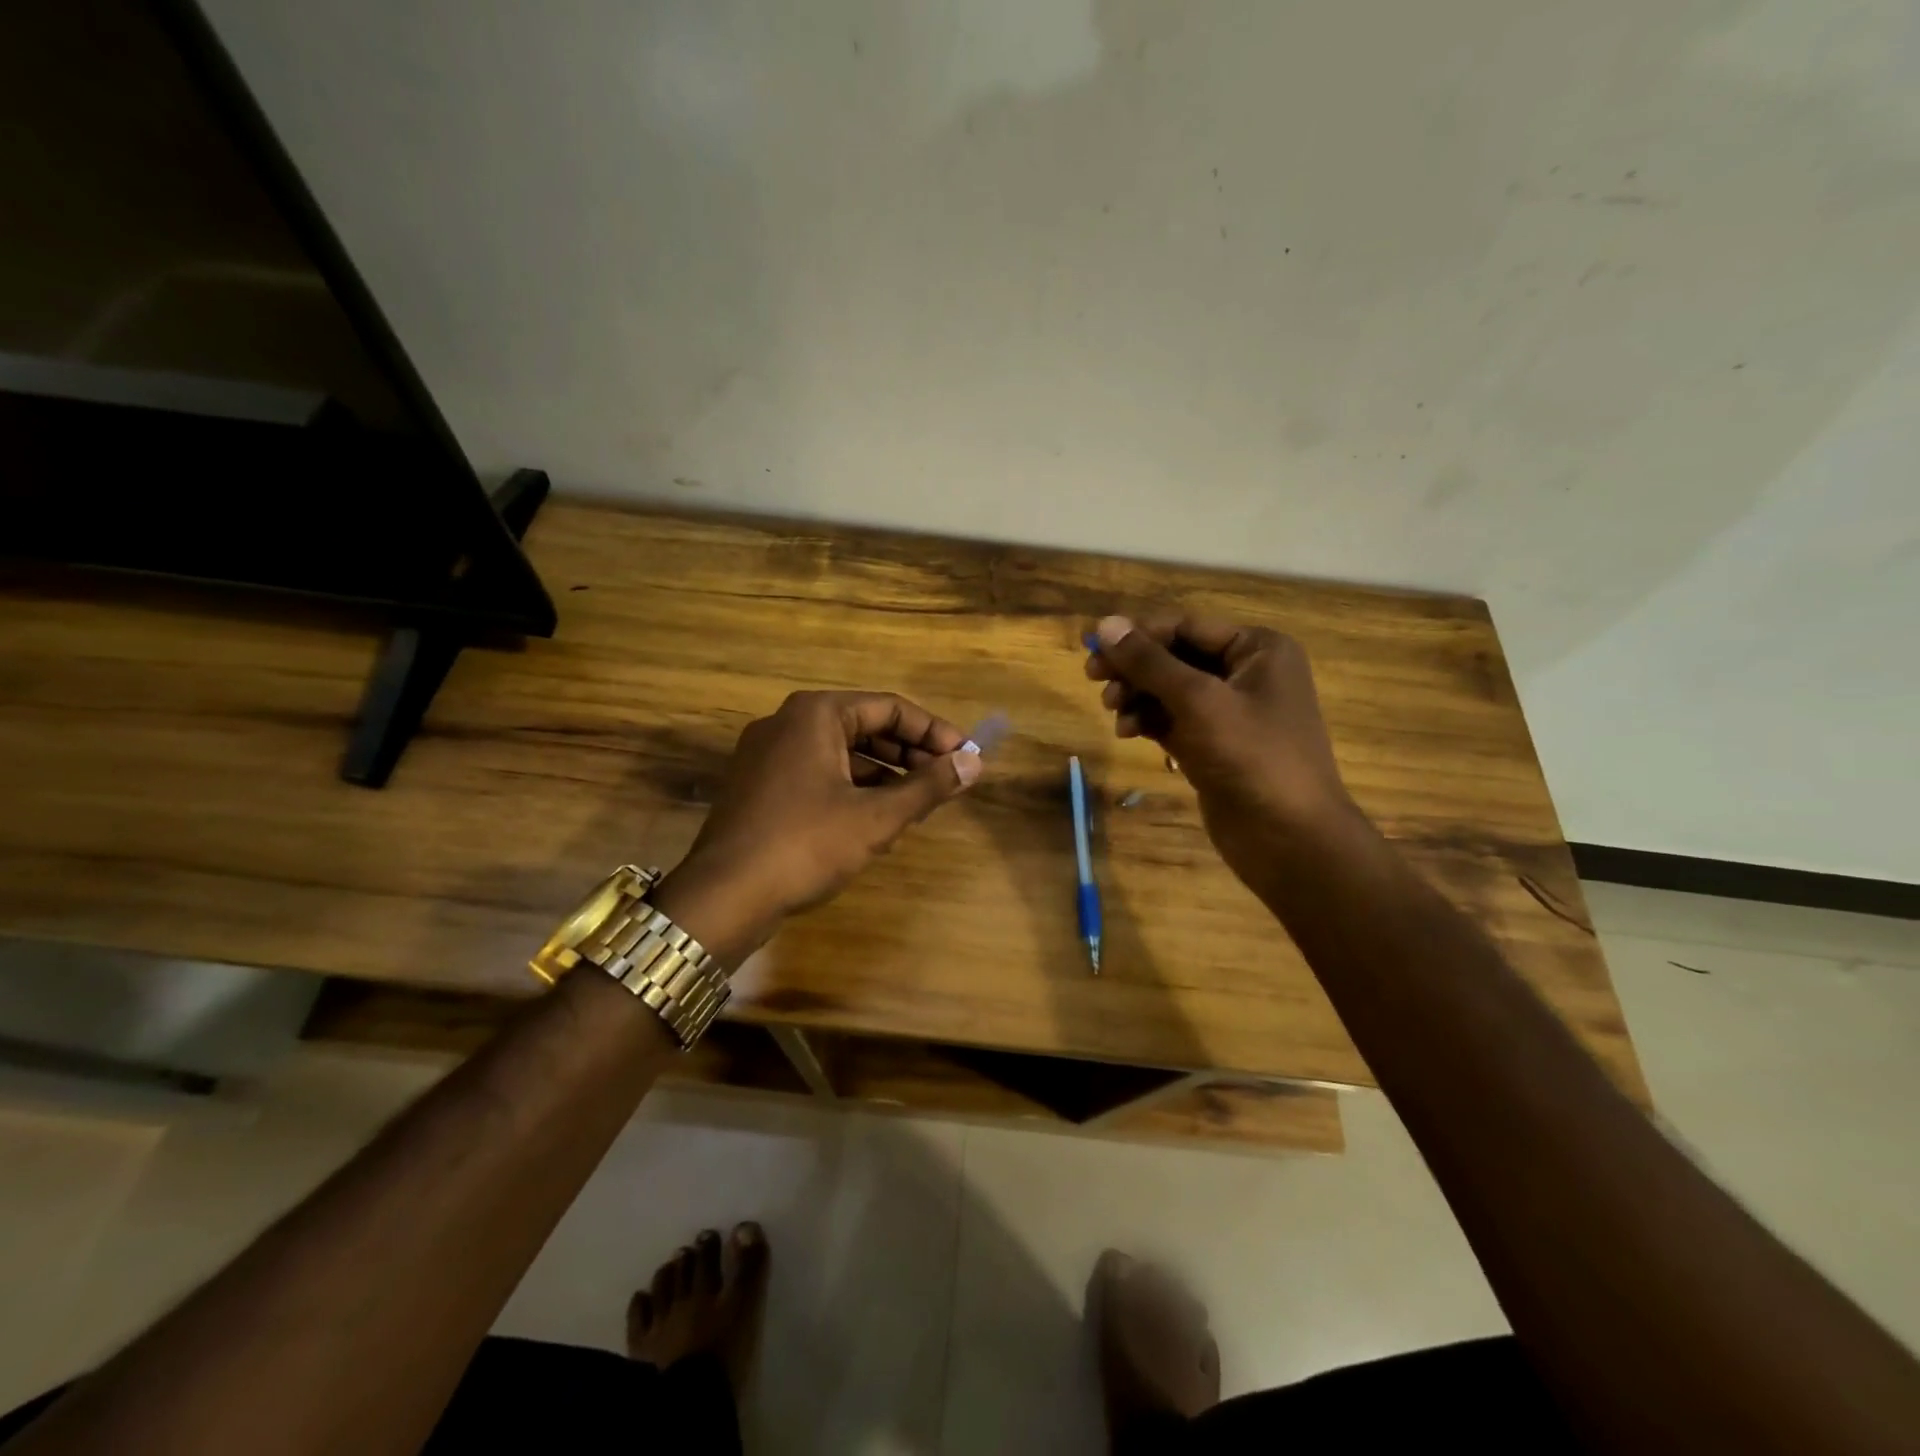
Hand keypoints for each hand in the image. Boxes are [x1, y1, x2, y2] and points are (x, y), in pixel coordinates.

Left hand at [653, 691, 981, 961]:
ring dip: (883, 775)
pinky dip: (852, 790)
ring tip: (917, 805)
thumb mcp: (876, 816)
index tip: (965, 757)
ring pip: (841, 754)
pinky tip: (874, 822)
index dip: (934, 732)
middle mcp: (788, 723)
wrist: (723, 897)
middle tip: (946, 781)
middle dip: (909, 754)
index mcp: (816, 714)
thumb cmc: (805, 845)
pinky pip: (818, 774)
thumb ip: (928, 786)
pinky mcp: (759, 786)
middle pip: (864, 727)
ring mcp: (767, 755)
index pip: (889, 708)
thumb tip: (975, 764)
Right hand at [1085, 613, 1357, 870]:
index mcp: (1258, 649)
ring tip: (1113, 712)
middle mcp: (1246, 673)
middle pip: (1175, 656)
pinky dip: (1148, 721)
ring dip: (1137, 696)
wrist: (1288, 839)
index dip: (1138, 633)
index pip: (1186, 626)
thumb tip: (1105, 624)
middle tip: (1092, 677)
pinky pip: (1172, 720)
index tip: (1092, 646)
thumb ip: (1150, 662)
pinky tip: (1127, 733)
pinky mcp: (1214, 745)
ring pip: (1169, 690)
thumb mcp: (1197, 701)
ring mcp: (1230, 712)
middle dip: (1134, 667)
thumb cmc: (1251, 757)